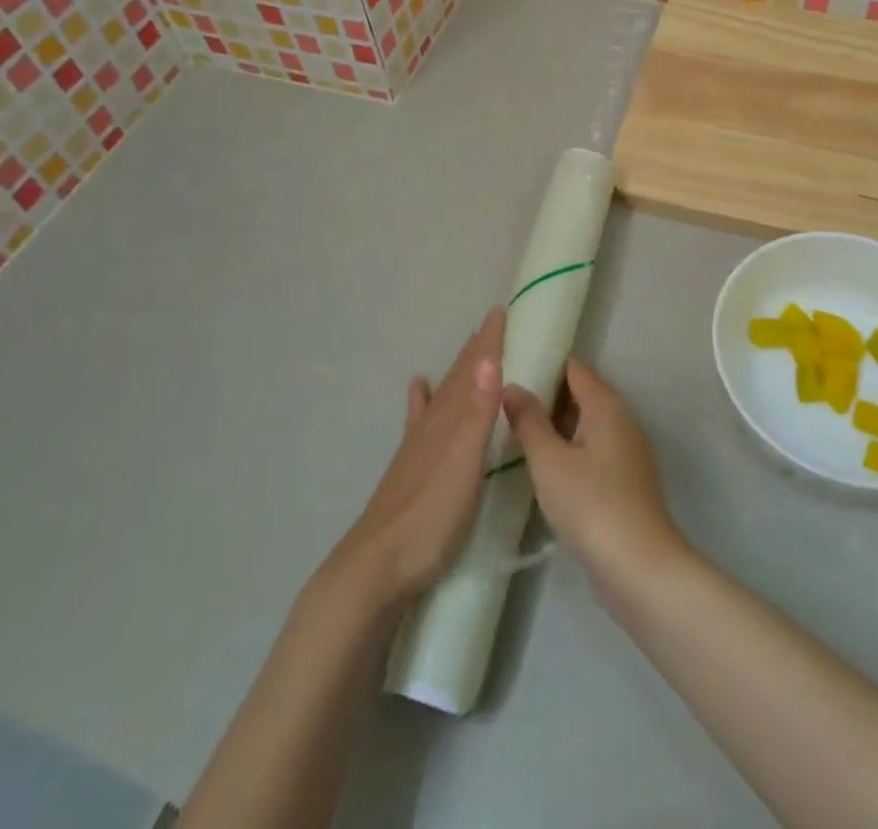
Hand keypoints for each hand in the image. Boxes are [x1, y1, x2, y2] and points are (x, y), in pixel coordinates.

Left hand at [333, 308, 503, 606]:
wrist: (377, 566)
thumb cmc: (430, 517)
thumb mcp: (464, 464)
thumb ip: (477, 413)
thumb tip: (488, 358)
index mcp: (450, 422)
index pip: (473, 372)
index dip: (488, 343)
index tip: (501, 312)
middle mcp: (433, 426)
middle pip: (457, 379)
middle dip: (476, 351)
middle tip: (491, 324)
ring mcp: (417, 446)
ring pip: (441, 396)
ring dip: (456, 371)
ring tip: (466, 349)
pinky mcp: (409, 468)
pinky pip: (417, 421)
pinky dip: (419, 401)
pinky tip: (416, 388)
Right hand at [502, 360, 690, 602]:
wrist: (640, 569)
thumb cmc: (591, 504)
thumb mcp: (549, 460)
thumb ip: (529, 420)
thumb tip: (512, 385)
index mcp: (606, 405)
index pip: (573, 368)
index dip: (543, 364)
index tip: (510, 368)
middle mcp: (621, 420)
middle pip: (579, 394)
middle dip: (545, 396)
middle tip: (503, 402)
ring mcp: (626, 452)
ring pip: (585, 425)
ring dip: (555, 427)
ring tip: (514, 431)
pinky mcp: (624, 482)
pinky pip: (591, 451)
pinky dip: (568, 451)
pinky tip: (542, 467)